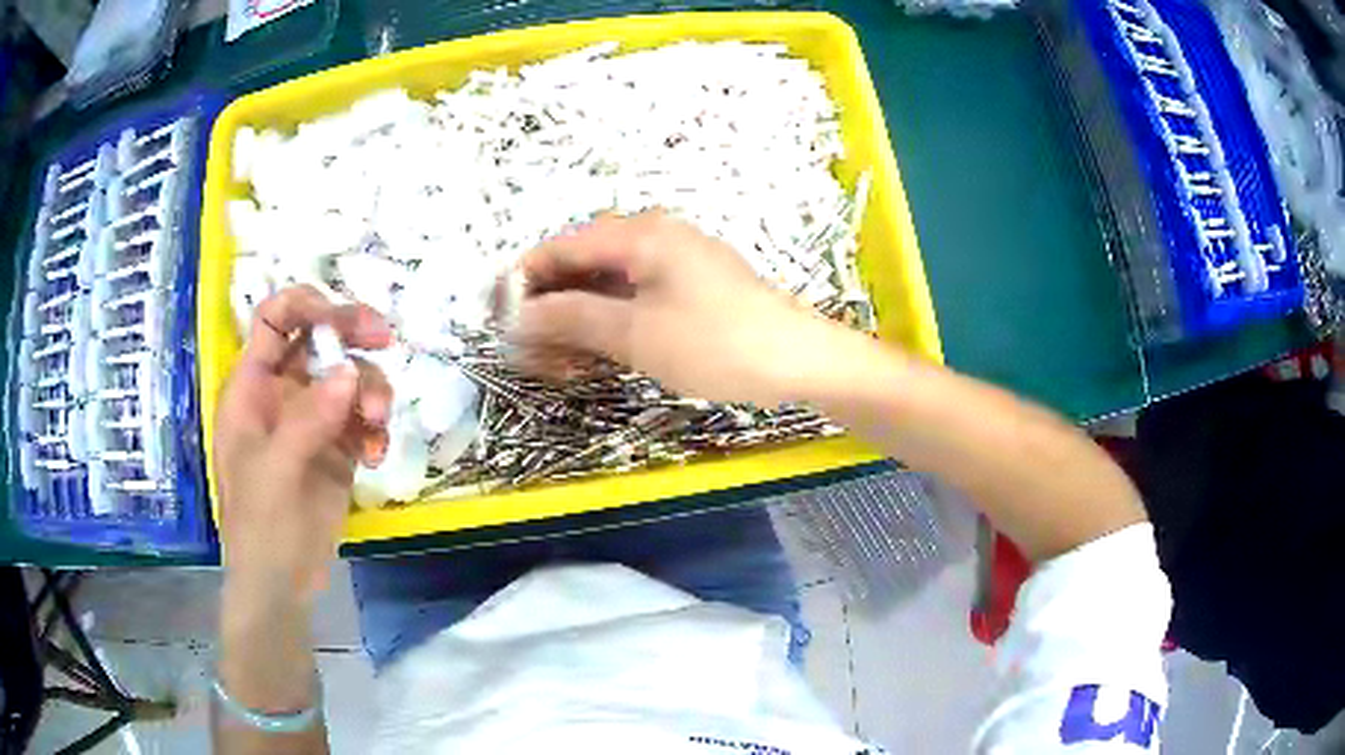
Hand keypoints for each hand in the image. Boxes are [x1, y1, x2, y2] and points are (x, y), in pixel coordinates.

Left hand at [214, 285, 392, 606]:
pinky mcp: (338, 448)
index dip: (305, 304)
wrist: (282, 585)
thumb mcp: (274, 473)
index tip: (343, 318)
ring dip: (370, 391)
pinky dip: (375, 429)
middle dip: (352, 334)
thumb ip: (307, 420)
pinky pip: (363, 418)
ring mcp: (312, 420)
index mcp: (252, 387)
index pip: (274, 320)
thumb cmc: (260, 527)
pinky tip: (376, 455)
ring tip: (378, 424)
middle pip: (319, 339)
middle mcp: (283, 393)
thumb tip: (350, 373)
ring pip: (349, 377)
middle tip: (386, 338)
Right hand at [510, 211, 846, 404]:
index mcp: (640, 233)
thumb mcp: (636, 333)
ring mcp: (675, 262)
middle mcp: (654, 236)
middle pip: (583, 264)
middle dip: (551, 306)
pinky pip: (634, 298)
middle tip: (530, 352)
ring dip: (578, 320)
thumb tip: (520, 314)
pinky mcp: (690, 287)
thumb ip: (572, 317)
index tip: (497, 317)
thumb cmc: (717, 343)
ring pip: (607, 285)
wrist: (800, 361)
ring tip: (559, 363)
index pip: (561, 247)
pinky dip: (610, 324)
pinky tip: (596, 356)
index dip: (524, 280)